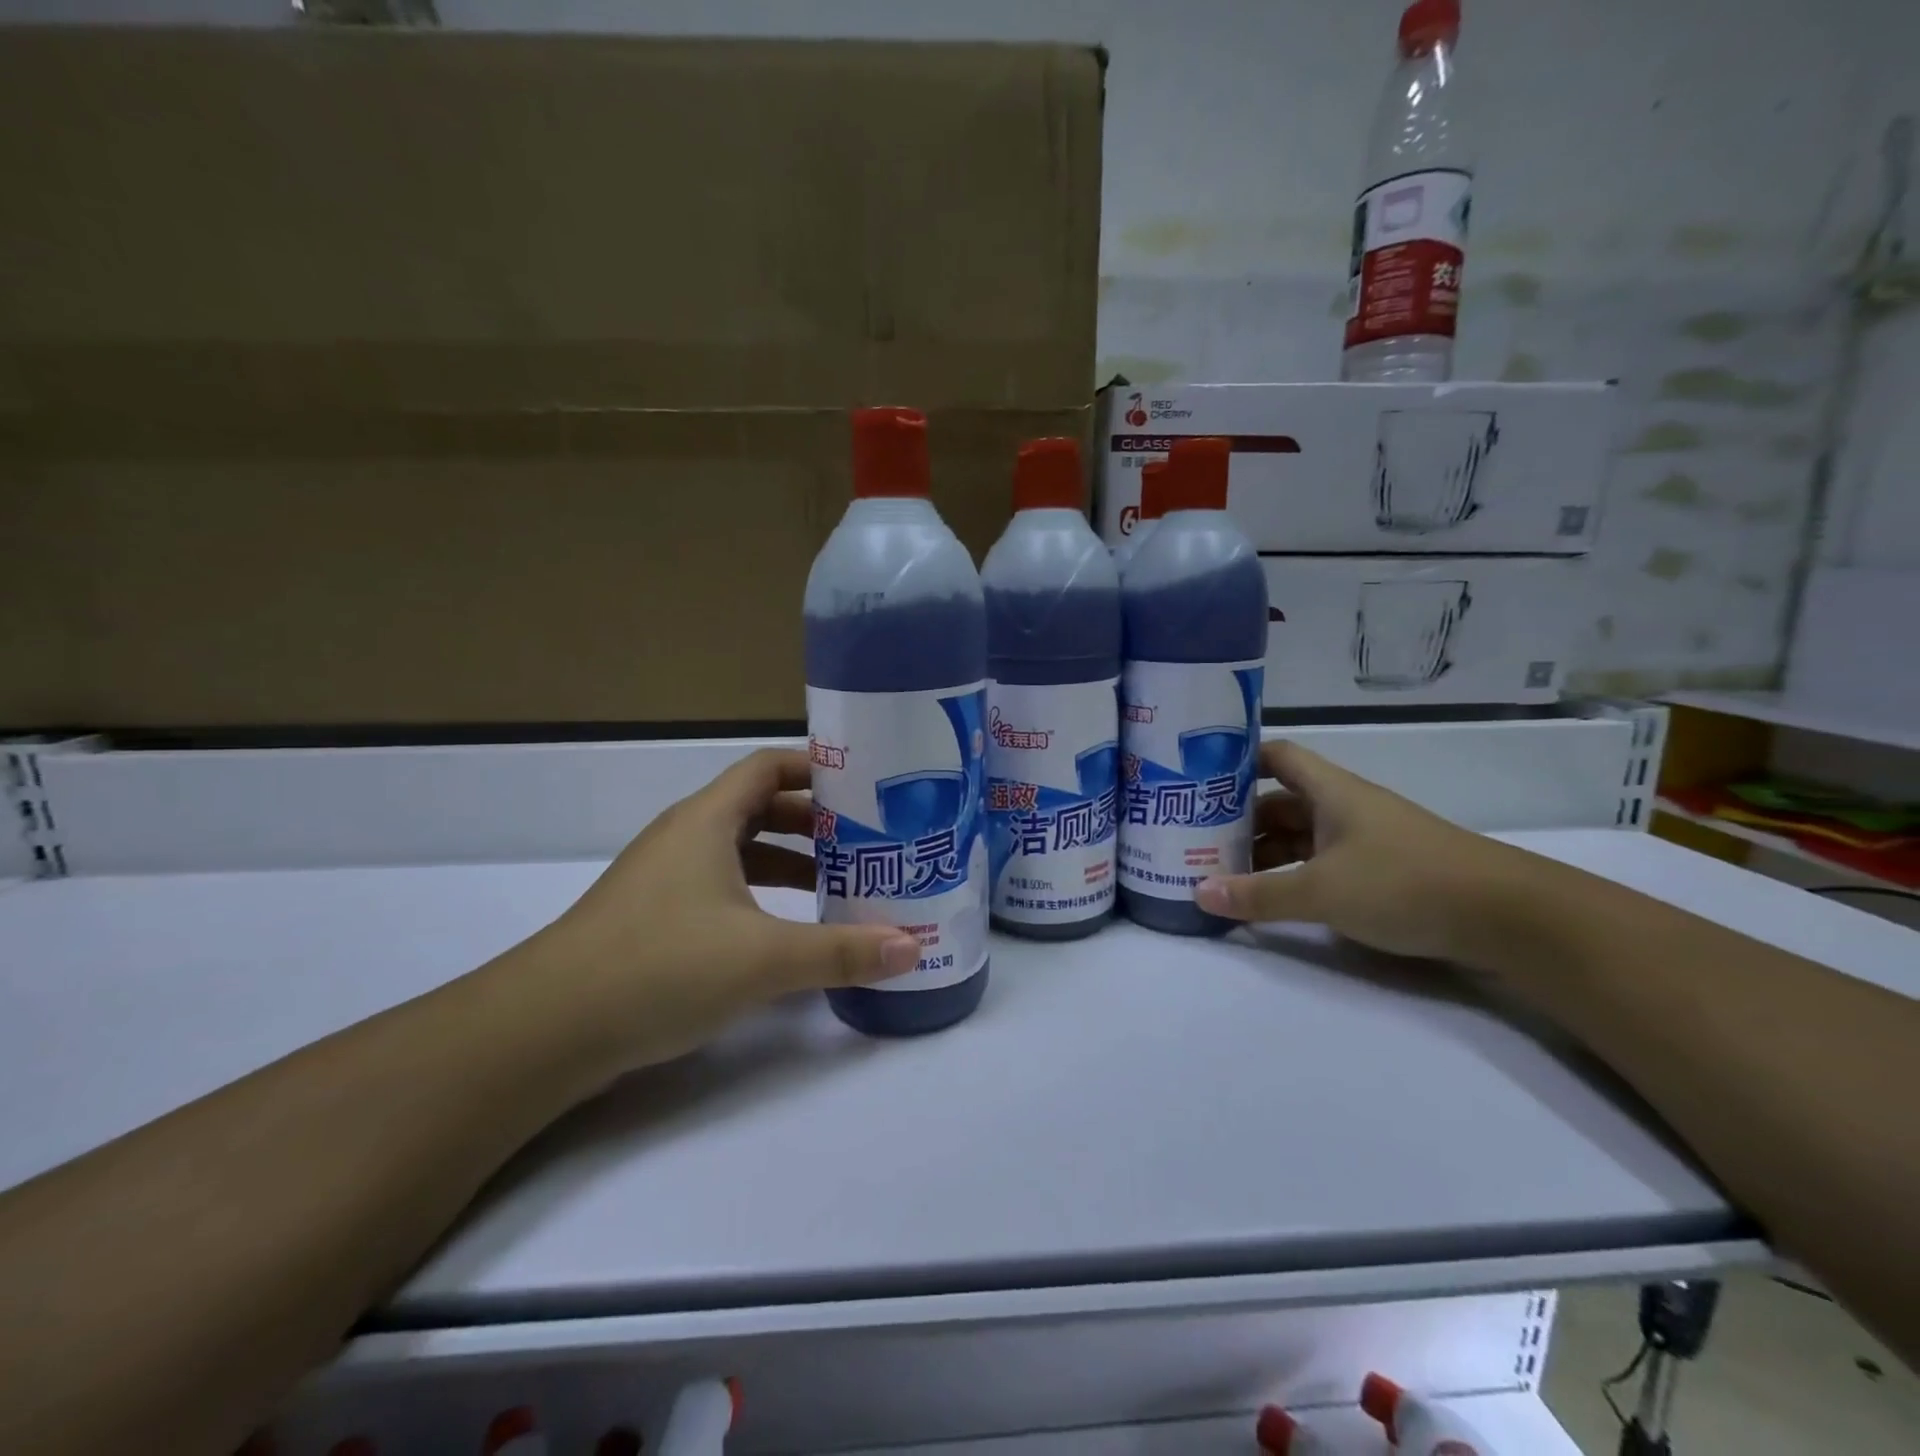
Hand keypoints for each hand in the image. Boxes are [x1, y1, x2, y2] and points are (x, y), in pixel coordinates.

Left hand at [537, 749, 920, 1070]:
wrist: (545, 1030)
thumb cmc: (660, 966)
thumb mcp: (763, 959)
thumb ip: (841, 951)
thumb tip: (912, 947)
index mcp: (707, 821)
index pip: (768, 767)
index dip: (816, 768)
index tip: (865, 785)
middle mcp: (685, 838)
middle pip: (759, 808)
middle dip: (814, 822)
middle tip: (867, 839)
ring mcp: (665, 879)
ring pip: (740, 852)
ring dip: (789, 861)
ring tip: (840, 884)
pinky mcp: (655, 918)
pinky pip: (722, 888)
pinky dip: (760, 896)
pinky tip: (786, 931)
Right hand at [1194, 740, 1527, 960]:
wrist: (1508, 918)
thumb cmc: (1405, 883)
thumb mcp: (1322, 891)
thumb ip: (1258, 895)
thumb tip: (1197, 893)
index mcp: (1331, 792)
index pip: (1275, 757)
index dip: (1238, 761)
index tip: (1198, 779)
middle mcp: (1345, 809)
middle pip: (1280, 802)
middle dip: (1238, 820)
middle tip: (1194, 840)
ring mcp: (1364, 842)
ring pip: (1299, 837)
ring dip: (1263, 852)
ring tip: (1220, 874)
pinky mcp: (1381, 873)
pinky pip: (1320, 865)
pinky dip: (1291, 876)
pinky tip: (1268, 898)